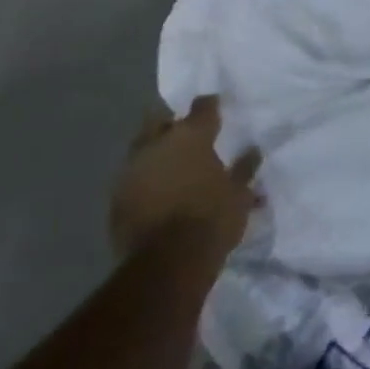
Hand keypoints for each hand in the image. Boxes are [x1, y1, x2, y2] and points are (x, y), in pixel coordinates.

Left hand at [110, 97, 259, 258]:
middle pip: (160, 119)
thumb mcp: (240, 194)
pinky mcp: (116, 197)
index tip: (216, 106)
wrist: (167, 263)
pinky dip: (145, 178)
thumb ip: (244, 168)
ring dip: (156, 152)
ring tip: (171, 165)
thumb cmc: (212, 220)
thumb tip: (252, 151)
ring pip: (142, 147)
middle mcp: (156, 144)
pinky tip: (156, 191)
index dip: (210, 105)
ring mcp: (131, 169)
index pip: (203, 106)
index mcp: (190, 136)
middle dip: (172, 123)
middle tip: (186, 134)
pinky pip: (132, 177)